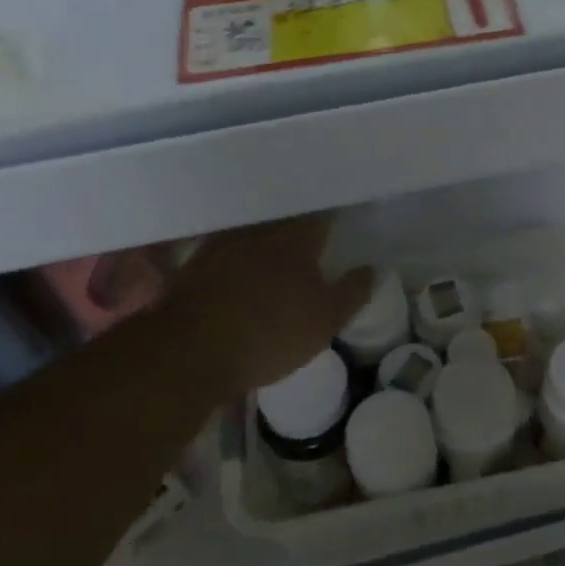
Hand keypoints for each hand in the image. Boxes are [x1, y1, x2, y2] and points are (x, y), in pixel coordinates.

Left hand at [153, 216, 372, 395]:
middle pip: (285, 216)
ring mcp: (224, 243)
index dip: (332, 215)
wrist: (191, 351)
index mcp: (296, 238)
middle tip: (312, 228)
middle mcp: (261, 230)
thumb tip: (373, 268)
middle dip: (299, 220)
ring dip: (267, 231)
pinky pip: (227, 245)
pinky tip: (242, 262)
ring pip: (255, 228)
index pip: (321, 214)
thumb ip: (352, 292)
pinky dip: (239, 250)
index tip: (341, 219)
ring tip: (279, 242)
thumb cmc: (269, 334)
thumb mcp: (325, 322)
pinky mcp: (197, 262)